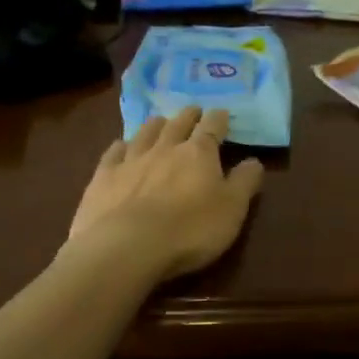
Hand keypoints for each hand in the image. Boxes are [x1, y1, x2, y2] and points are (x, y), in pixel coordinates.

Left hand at [65, 106, 264, 282]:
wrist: (126, 247)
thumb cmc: (190, 230)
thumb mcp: (232, 210)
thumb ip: (245, 182)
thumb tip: (254, 161)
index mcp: (199, 153)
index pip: (212, 126)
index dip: (219, 118)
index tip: (222, 114)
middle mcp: (165, 147)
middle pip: (178, 123)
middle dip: (189, 115)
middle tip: (193, 111)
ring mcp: (131, 160)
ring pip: (146, 132)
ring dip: (156, 125)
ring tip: (160, 122)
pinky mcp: (104, 177)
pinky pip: (113, 153)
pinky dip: (121, 146)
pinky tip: (121, 146)